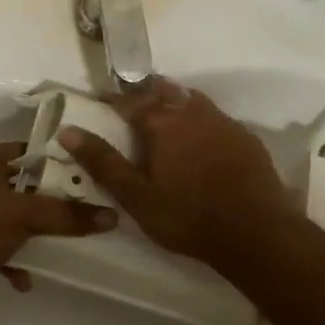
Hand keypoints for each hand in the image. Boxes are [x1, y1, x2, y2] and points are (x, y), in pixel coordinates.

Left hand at [0, 142, 114, 315]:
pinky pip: (0, 250)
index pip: (23, 151)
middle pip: (22, 189)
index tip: (83, 169)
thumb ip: (66, 215)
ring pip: (12, 221)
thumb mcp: (24, 215)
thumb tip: (111, 216)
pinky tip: (26, 280)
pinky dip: (15, 262)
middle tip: (84, 209)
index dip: (51, 158)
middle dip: (49, 202)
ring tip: (63, 245)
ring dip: (33, 235)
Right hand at [58, 81, 295, 265]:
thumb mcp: (136, 196)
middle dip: (145, 92)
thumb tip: (68, 131)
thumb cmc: (187, 217)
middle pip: (164, 92)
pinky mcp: (246, 138)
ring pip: (193, 99)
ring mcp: (223, 123)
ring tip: (165, 108)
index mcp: (162, 124)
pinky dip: (201, 117)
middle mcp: (192, 113)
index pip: (130, 102)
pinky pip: (217, 116)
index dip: (113, 100)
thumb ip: (103, 162)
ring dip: (175, 99)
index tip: (100, 100)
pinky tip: (202, 134)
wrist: (255, 232)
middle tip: (132, 100)